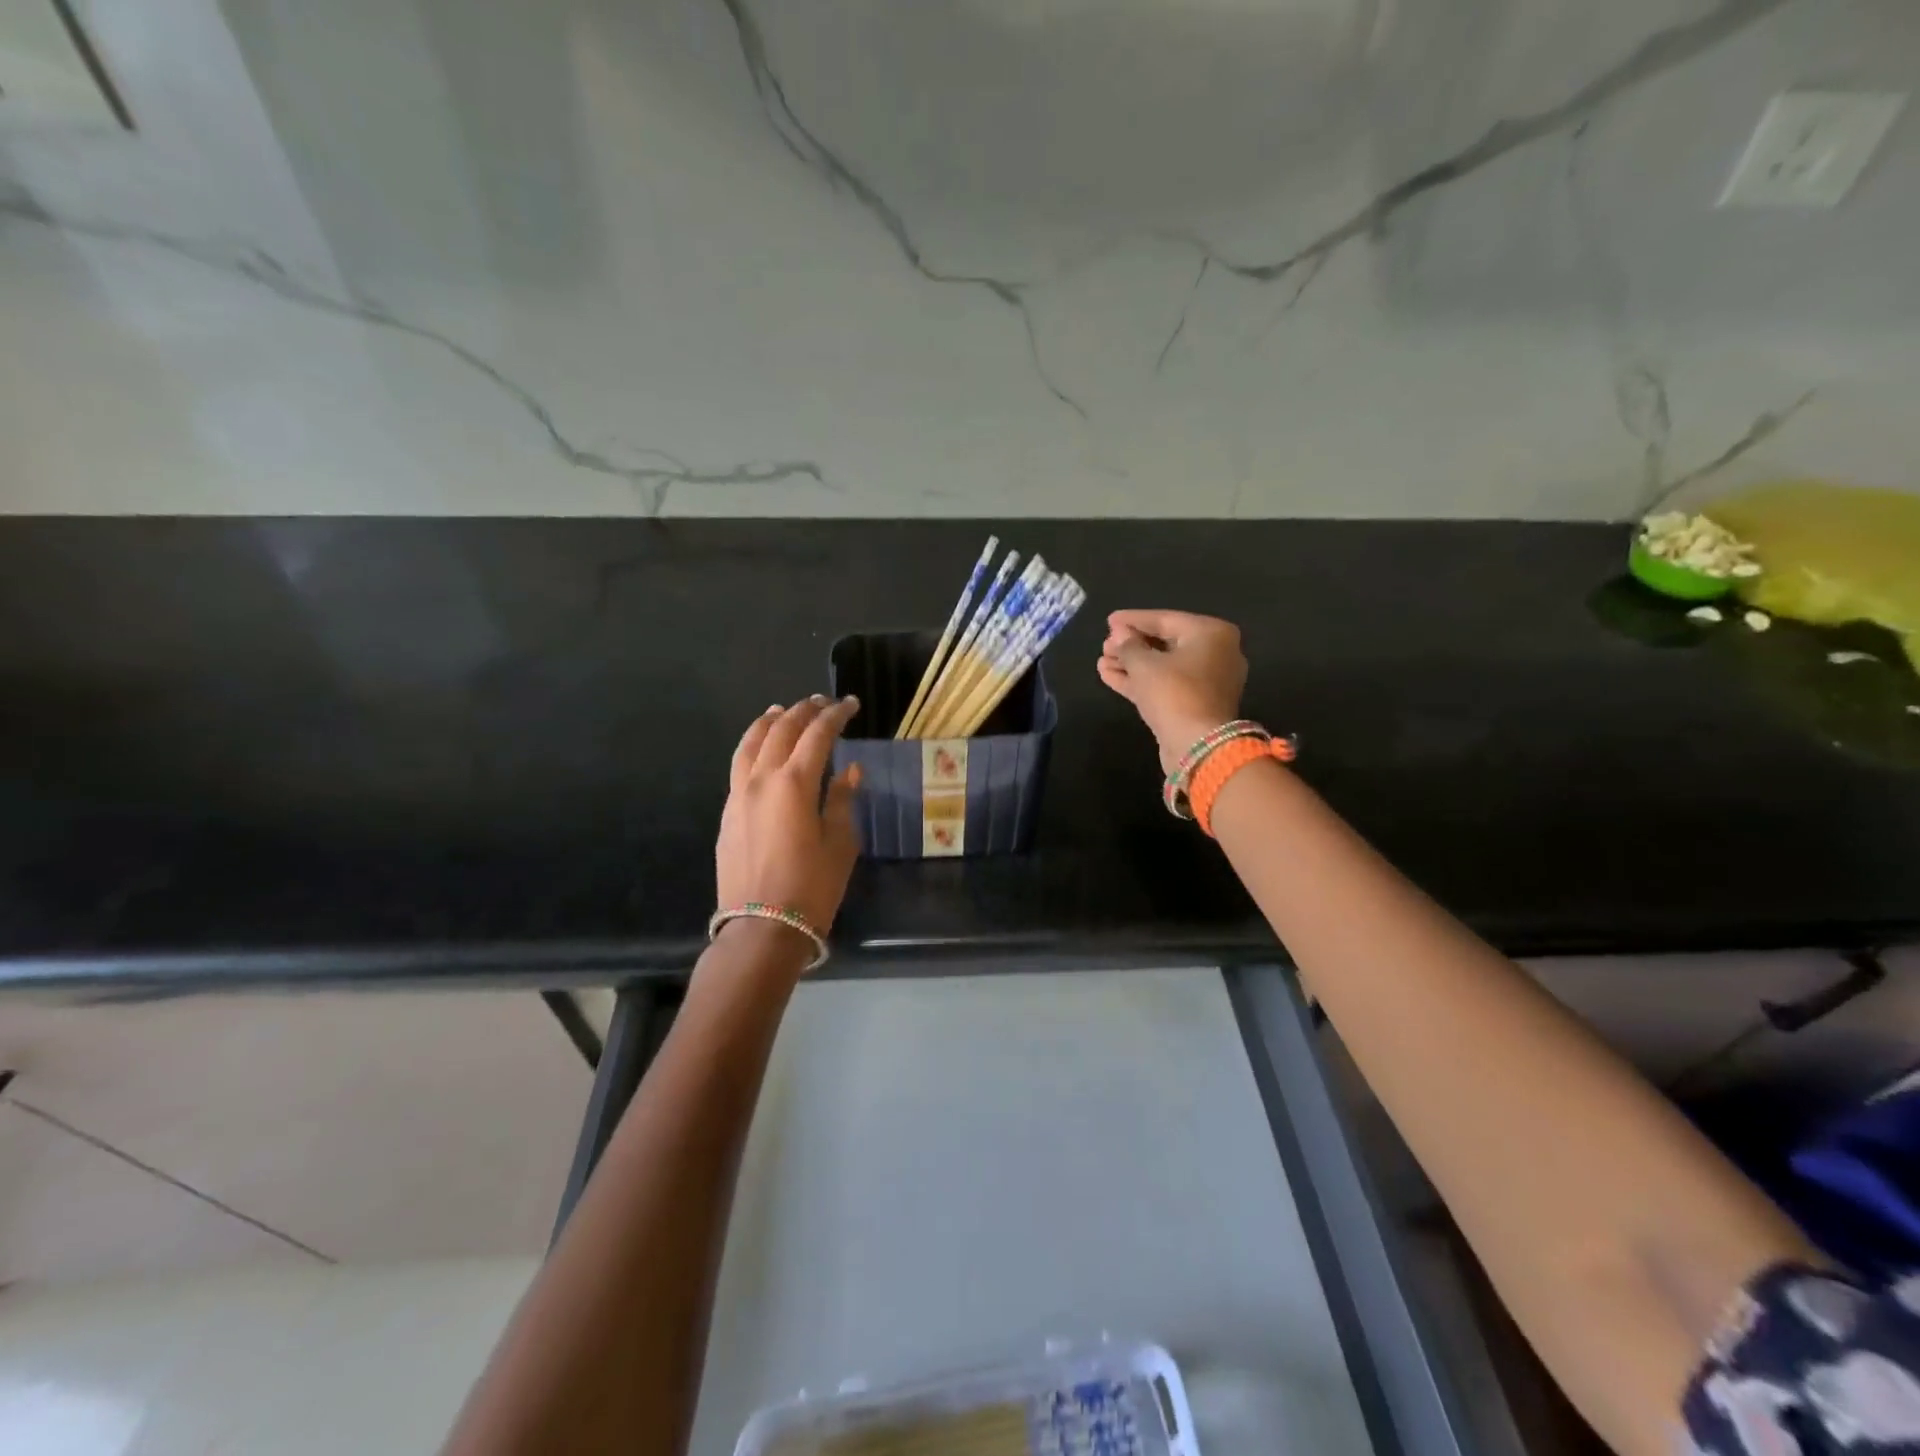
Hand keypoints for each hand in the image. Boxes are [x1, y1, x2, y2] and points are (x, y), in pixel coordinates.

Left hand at [717, 696, 862, 945]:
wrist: (761, 928)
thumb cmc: (811, 888)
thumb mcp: (840, 844)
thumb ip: (843, 801)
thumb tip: (850, 772)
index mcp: (795, 783)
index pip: (817, 734)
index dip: (835, 715)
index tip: (850, 704)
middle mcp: (761, 779)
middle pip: (782, 730)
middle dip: (804, 711)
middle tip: (822, 703)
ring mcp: (738, 794)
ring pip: (751, 742)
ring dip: (770, 722)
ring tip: (782, 710)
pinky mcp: (727, 812)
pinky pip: (738, 764)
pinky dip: (752, 745)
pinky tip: (761, 749)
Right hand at [1097, 610, 1247, 772]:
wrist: (1198, 747)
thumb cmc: (1174, 694)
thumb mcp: (1144, 664)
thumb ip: (1128, 645)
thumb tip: (1119, 635)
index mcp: (1211, 634)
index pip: (1165, 619)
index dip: (1133, 620)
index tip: (1108, 620)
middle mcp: (1216, 653)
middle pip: (1165, 643)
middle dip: (1131, 644)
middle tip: (1105, 644)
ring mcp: (1207, 681)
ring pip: (1163, 666)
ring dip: (1131, 663)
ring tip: (1102, 660)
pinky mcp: (1195, 704)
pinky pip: (1165, 684)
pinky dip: (1140, 680)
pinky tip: (1109, 675)